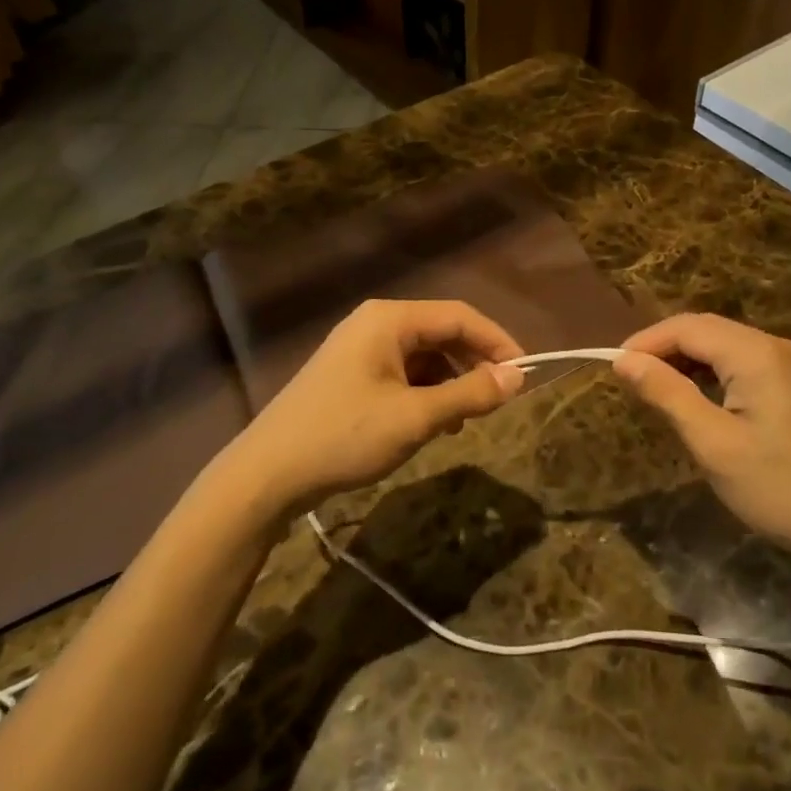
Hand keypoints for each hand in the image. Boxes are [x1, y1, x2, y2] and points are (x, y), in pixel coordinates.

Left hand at [218, 299, 525, 521]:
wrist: (266, 475)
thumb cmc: (344, 436)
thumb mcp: (415, 417)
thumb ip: (469, 394)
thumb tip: (518, 377)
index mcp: (389, 319)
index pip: (459, 316)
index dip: (497, 342)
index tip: (524, 374)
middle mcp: (375, 323)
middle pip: (441, 332)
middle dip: (473, 364)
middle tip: (499, 399)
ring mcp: (360, 349)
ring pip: (423, 356)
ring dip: (450, 382)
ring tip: (463, 420)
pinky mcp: (351, 375)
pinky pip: (403, 373)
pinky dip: (425, 393)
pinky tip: (432, 423)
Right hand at [613, 314, 790, 561]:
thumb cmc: (779, 487)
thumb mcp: (713, 443)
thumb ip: (667, 394)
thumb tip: (624, 361)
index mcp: (757, 353)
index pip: (688, 327)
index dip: (646, 341)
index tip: (614, 367)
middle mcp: (777, 346)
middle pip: (708, 330)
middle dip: (666, 348)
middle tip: (631, 379)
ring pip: (727, 346)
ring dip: (689, 360)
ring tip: (658, 389)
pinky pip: (746, 364)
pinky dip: (715, 373)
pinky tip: (700, 398)